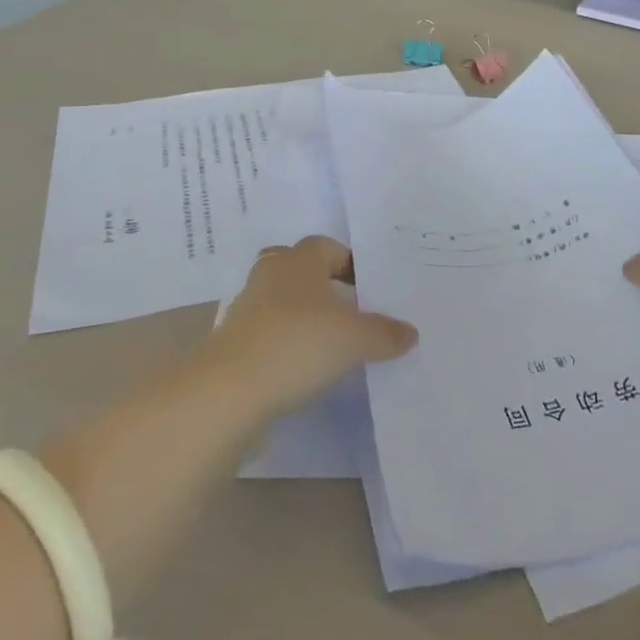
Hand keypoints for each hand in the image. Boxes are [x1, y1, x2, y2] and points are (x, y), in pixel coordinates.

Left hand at [202, 236, 418, 420]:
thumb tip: (411, 332)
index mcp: (299, 259)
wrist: (228, 392)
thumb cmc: (298, 344)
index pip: (328, 246)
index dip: (350, 264)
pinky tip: (301, 368)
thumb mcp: (354, 339)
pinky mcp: (232, 343)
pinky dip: (284, 343)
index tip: (369, 290)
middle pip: (300, 269)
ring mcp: (247, 308)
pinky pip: (266, 333)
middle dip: (322, 285)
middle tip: (348, 310)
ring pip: (281, 301)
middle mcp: (271, 274)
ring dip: (301, 316)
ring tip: (328, 342)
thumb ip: (384, 333)